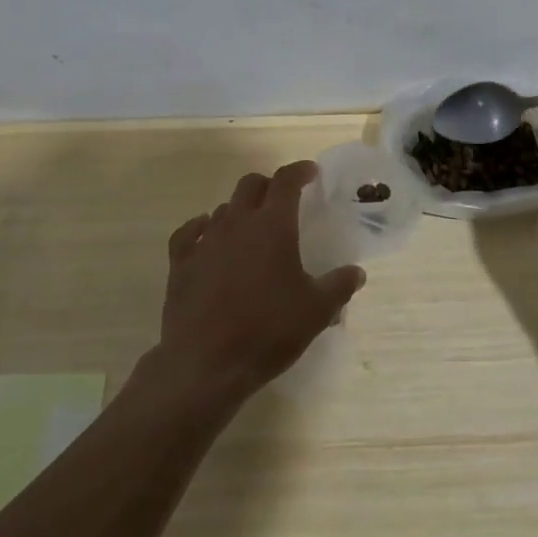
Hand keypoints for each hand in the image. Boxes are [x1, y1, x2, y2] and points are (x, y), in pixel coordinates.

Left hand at [150, 162, 365, 406]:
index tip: (311, 173)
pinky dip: (201, 227)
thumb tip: (357, 272)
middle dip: (269, 186)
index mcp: (273, 225)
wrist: (206, 365)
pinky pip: (189, 232)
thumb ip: (339, 286)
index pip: (286, 181)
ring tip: (252, 229)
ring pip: (224, 207)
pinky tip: (206, 234)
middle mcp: (237, 222)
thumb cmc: (268, 331)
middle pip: (251, 185)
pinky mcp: (181, 263)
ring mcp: (205, 241)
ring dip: (240, 210)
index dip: (299, 171)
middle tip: (282, 201)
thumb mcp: (316, 311)